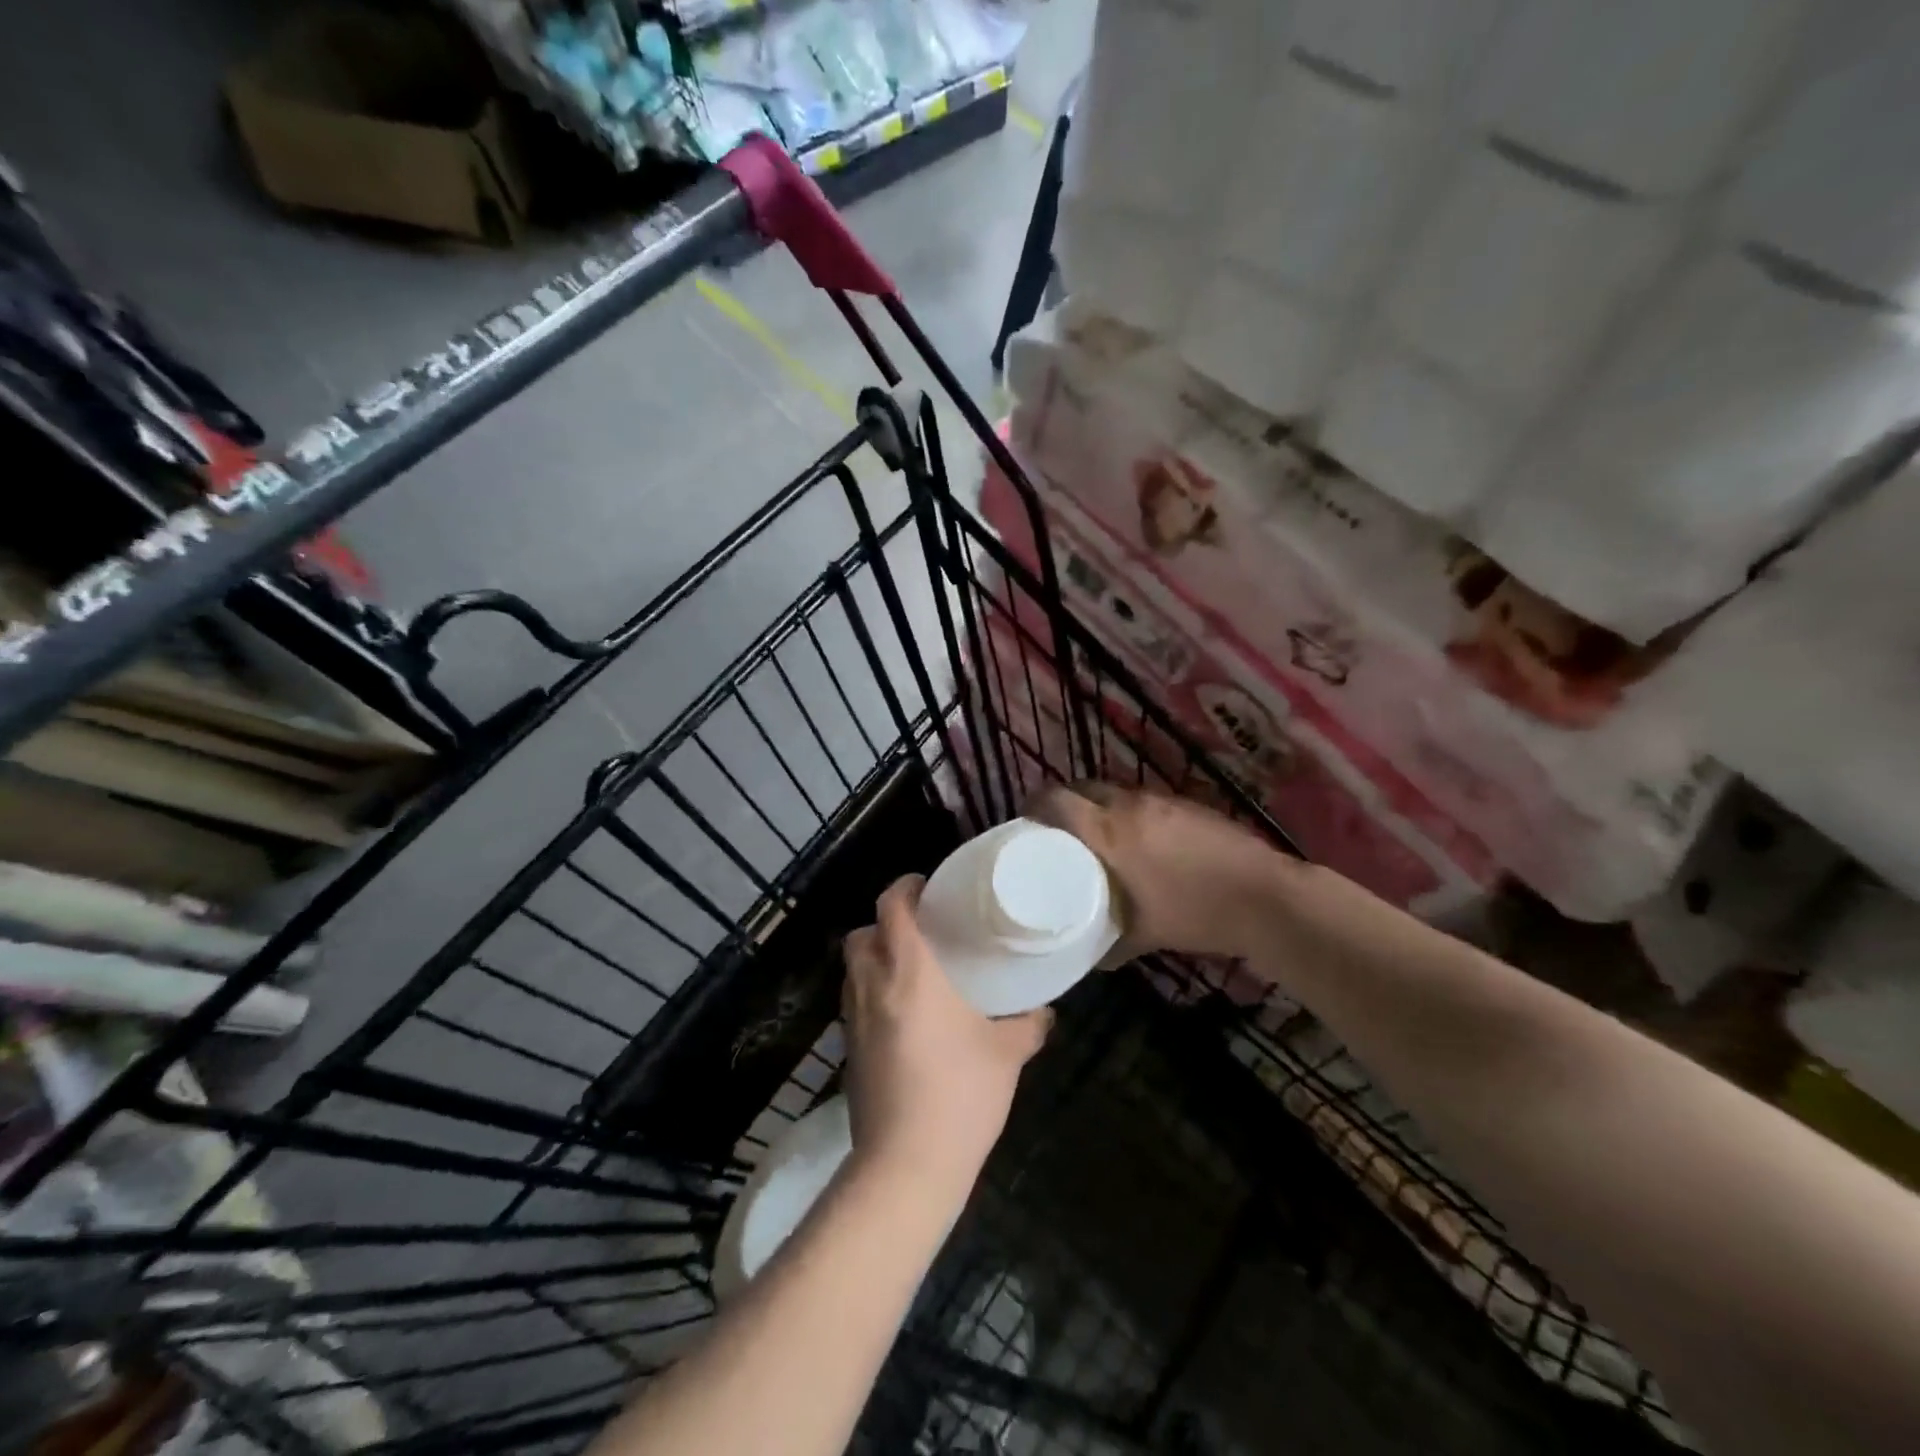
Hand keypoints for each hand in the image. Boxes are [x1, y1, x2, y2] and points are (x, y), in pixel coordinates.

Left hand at [841, 876, 1051, 1198]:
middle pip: (860, 933)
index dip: (904, 887)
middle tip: (919, 933)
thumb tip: (1044, 1011)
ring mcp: (852, 1020)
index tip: (926, 886)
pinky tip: (901, 1018)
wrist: (906, 1166)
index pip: (892, 907)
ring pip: (851, 969)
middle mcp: (872, 986)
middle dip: (883, 923)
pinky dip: (869, 994)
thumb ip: (1028, 1024)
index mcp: (909, 972)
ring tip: (910, 972)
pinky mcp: (846, 1051)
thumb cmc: (960, 1095)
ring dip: (873, 958)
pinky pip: (853, 1003)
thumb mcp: (1006, 1054)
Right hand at [1026, 782, 1288, 958]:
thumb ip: (1109, 944)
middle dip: (1066, 802)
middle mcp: (1130, 805)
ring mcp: (1161, 800)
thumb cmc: (1195, 914)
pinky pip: (1144, 799)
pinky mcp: (1187, 802)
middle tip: (1059, 830)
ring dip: (1100, 806)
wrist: (1263, 897)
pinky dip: (1131, 812)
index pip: (1057, 799)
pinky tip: (1142, 840)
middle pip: (1083, 787)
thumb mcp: (1144, 936)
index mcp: (1109, 832)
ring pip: (1115, 791)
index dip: (1035, 804)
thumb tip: (1089, 959)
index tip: (1025, 820)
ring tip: (1098, 836)